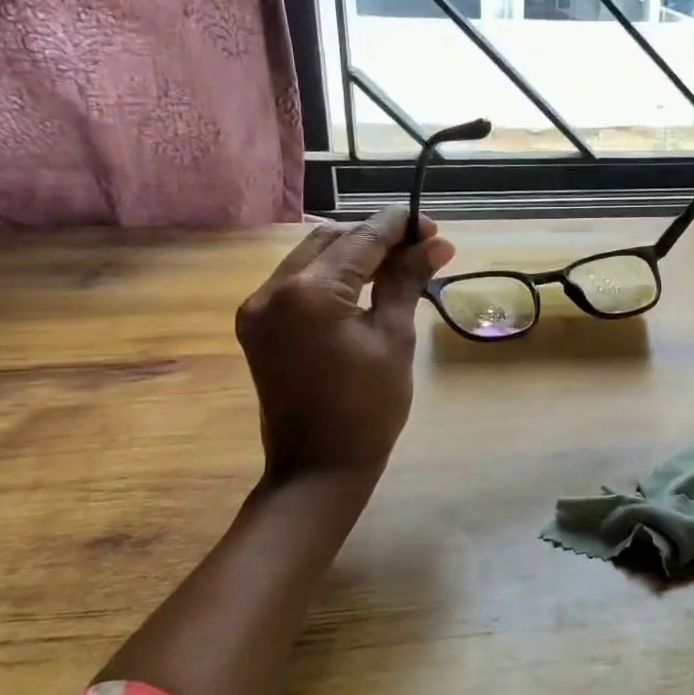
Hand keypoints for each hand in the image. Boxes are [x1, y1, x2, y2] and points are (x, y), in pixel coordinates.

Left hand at [236, 205, 454, 488]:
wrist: (317, 469)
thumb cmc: (368, 408)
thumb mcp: (394, 338)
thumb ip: (407, 281)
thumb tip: (436, 244)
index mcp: (309, 294)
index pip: (360, 240)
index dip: (398, 227)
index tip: (430, 225)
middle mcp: (272, 290)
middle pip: (330, 240)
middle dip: (374, 237)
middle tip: (419, 247)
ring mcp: (258, 307)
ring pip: (311, 257)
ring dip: (352, 254)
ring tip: (395, 265)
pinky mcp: (257, 325)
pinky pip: (296, 282)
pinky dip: (330, 276)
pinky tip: (361, 285)